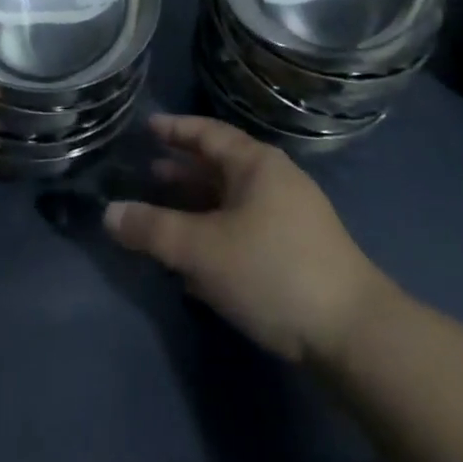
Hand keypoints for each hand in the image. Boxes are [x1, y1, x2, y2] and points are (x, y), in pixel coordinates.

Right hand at [104, 114, 387, 364]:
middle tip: (149, 173)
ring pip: (233, 200)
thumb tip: (108, 212)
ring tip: (167, 214)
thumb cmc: (272, 271)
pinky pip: (246, 227)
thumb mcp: (202, 249)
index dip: (175, 130)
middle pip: (220, 165)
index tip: (147, 127)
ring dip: (199, 205)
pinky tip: (199, 260)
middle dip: (184, 170)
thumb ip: (153, 230)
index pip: (208, 133)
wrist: (353, 333)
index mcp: (255, 163)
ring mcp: (291, 216)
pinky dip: (218, 232)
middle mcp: (275, 179)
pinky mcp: (299, 252)